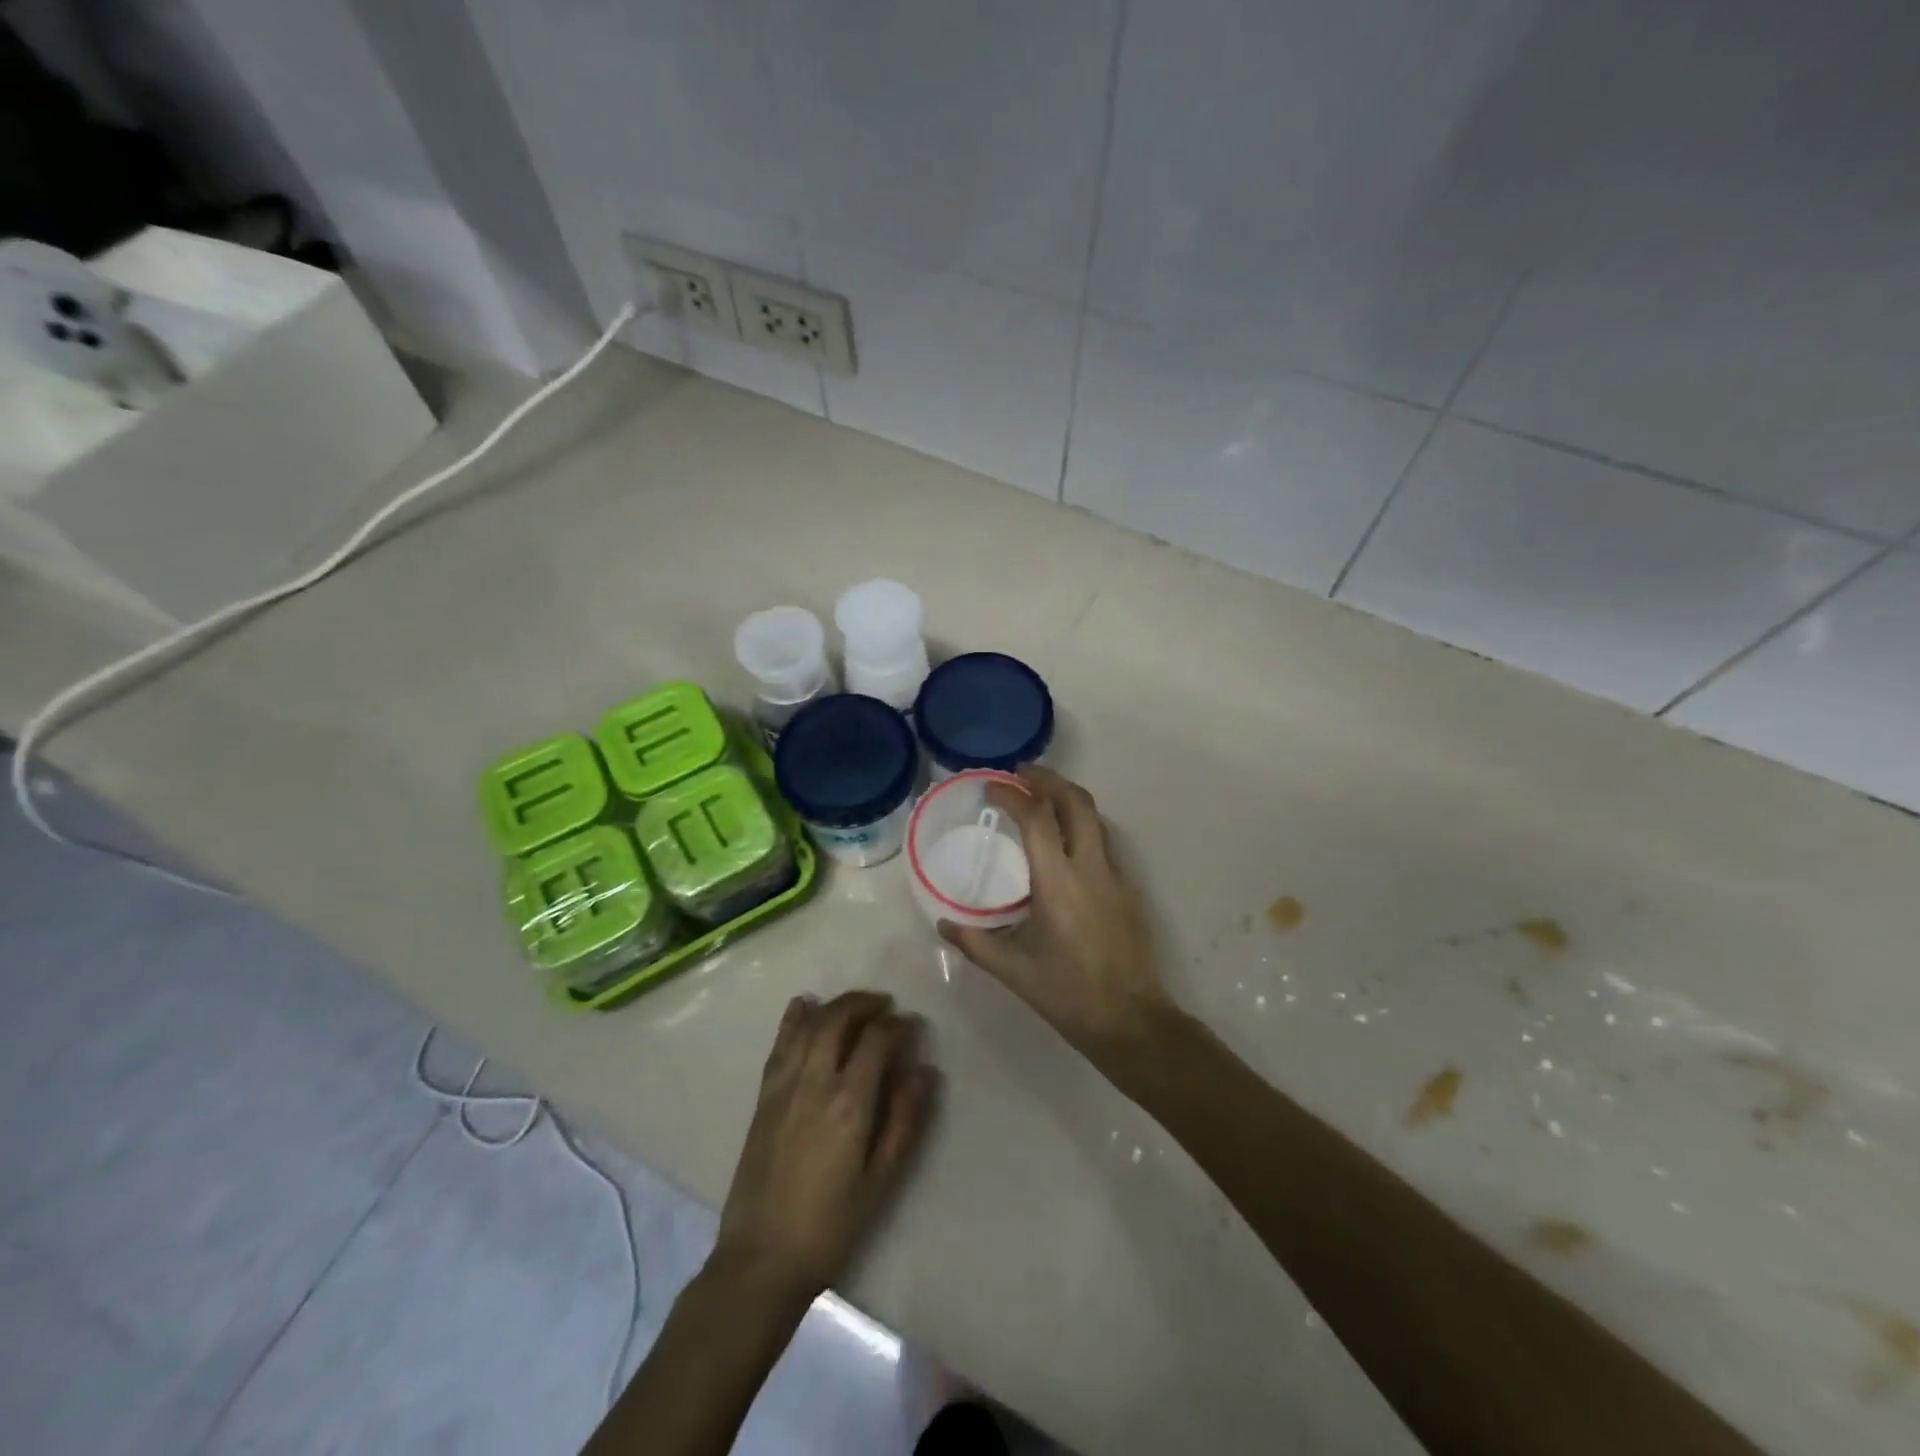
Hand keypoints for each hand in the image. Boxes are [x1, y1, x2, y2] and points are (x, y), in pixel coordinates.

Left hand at [713, 991, 935, 1303]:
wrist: (761, 1259)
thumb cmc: (830, 1226)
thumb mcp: (881, 1181)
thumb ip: (904, 1122)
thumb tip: (924, 1073)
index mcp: (848, 1103)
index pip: (876, 1041)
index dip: (898, 1026)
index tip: (913, 1025)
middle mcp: (814, 1083)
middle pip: (838, 1020)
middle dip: (864, 1004)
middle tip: (885, 1006)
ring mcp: (784, 1087)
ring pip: (808, 1026)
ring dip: (833, 1006)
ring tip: (854, 1006)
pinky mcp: (763, 1098)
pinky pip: (780, 1045)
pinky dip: (793, 1020)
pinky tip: (803, 1006)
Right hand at [939, 768, 1172, 1061]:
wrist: (1133, 1021)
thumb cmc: (1069, 996)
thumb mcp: (1015, 972)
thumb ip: (976, 943)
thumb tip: (944, 922)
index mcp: (1058, 883)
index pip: (1037, 818)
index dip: (1012, 794)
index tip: (990, 787)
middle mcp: (1091, 868)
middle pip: (1076, 801)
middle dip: (1048, 779)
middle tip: (1020, 775)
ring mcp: (1116, 876)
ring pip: (1095, 818)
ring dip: (1067, 798)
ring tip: (1040, 799)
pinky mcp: (1129, 889)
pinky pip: (1104, 841)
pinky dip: (1081, 826)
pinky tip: (1064, 844)